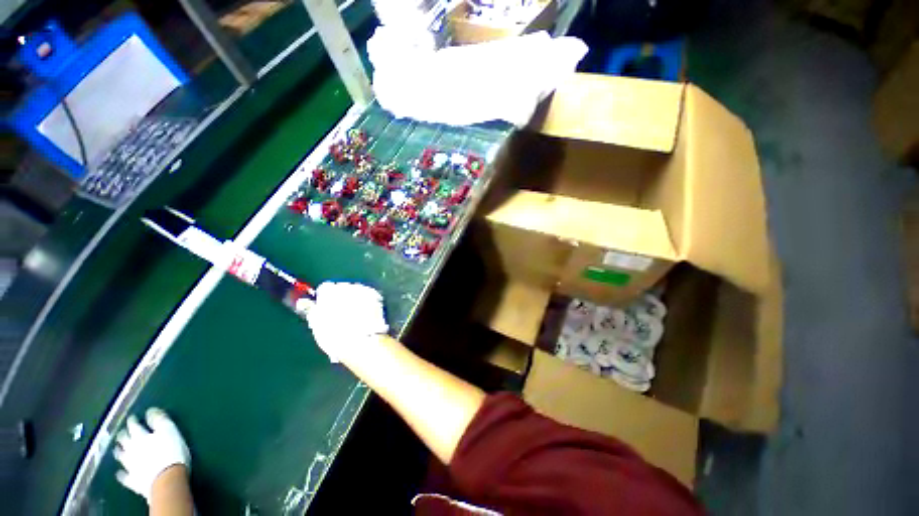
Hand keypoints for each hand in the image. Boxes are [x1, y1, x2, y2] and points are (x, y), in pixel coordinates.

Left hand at [113, 408, 190, 500]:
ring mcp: (129, 465)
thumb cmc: (171, 451)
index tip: (133, 417)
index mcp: (140, 436)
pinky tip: (120, 472)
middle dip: (122, 435)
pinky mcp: (132, 479)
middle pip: (123, 440)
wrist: (166, 479)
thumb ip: (159, 419)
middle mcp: (131, 448)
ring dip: (119, 451)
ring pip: (120, 456)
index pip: (133, 425)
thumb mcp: (169, 431)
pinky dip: (121, 473)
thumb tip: (150, 410)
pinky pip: (123, 476)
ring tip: (118, 449)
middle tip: (122, 432)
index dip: (132, 420)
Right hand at [298, 282, 388, 362]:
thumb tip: (304, 303)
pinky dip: (368, 303)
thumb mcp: (316, 324)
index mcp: (329, 290)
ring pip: (357, 291)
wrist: (363, 342)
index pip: (324, 288)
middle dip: (342, 298)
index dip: (325, 300)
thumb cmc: (335, 336)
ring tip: (356, 317)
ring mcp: (364, 290)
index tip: (326, 310)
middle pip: (342, 288)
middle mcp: (347, 285)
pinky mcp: (377, 296)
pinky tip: (367, 316)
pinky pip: (370, 297)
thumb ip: (310, 309)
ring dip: (355, 299)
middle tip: (341, 315)